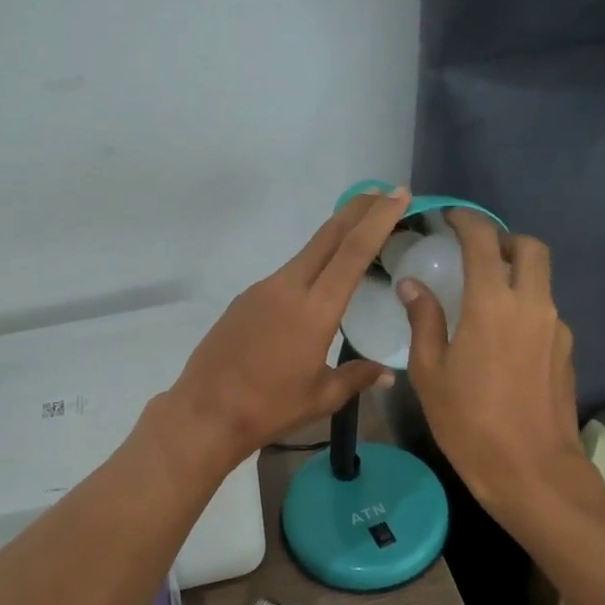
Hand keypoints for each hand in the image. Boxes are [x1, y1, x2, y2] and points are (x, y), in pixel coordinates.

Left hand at [165, 188, 411, 465]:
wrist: (206, 411)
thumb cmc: (270, 407)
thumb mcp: (322, 397)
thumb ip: (357, 378)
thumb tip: (387, 374)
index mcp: (315, 309)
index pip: (353, 251)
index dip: (378, 219)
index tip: (398, 194)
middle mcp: (288, 288)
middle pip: (328, 236)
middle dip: (357, 210)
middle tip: (383, 193)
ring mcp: (262, 290)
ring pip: (305, 253)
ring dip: (333, 238)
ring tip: (356, 236)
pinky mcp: (244, 300)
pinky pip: (285, 275)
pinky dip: (309, 267)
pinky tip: (316, 285)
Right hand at [398, 212, 590, 521]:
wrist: (531, 471)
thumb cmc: (469, 422)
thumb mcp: (430, 373)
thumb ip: (424, 320)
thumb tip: (413, 285)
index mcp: (493, 304)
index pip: (483, 240)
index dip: (466, 220)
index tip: (449, 218)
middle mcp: (532, 304)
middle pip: (530, 248)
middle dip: (504, 239)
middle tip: (476, 253)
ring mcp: (556, 328)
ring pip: (542, 280)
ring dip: (516, 274)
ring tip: (484, 297)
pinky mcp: (567, 351)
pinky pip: (545, 312)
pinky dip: (525, 307)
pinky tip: (502, 339)